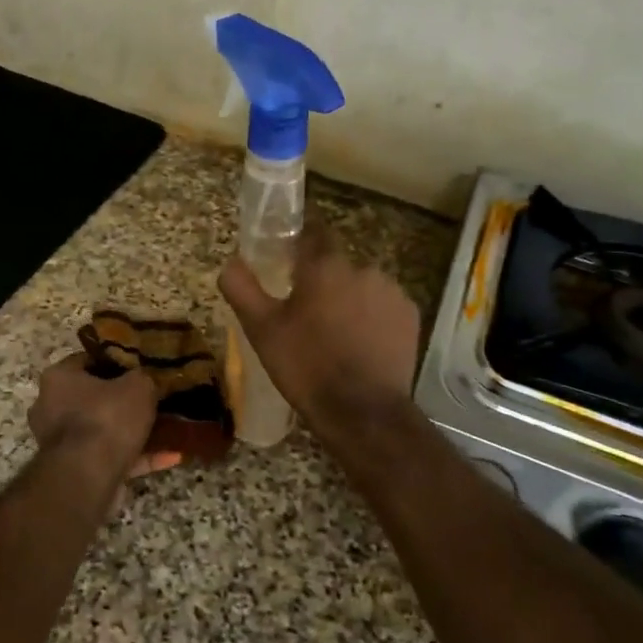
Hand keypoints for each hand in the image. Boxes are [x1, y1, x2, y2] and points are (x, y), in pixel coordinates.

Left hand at [28, 354, 179, 479]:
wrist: (88, 477)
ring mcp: (61, 442)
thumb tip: (145, 379)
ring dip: (132, 431)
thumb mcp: (138, 385)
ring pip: (104, 429)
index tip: (141, 366)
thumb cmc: (107, 418)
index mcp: (59, 378)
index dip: (116, 361)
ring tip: (167, 427)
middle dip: (123, 399)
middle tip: (154, 397)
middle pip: (93, 397)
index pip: (87, 360)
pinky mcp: (76, 470)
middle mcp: (51, 407)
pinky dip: (138, 457)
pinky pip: (111, 457)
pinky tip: (171, 456)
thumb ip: (143, 377)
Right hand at [219, 224, 420, 429]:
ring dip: (349, 299)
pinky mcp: (410, 316)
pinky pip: (383, 306)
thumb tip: (231, 262)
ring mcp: (392, 291)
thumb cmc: (306, 366)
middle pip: (336, 264)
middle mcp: (363, 268)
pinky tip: (361, 344)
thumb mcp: (261, 329)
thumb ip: (242, 288)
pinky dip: (372, 318)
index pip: (313, 232)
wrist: (362, 411)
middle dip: (322, 281)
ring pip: (362, 285)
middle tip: (306, 313)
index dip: (299, 242)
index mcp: (325, 266)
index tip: (287, 260)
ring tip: (335, 334)